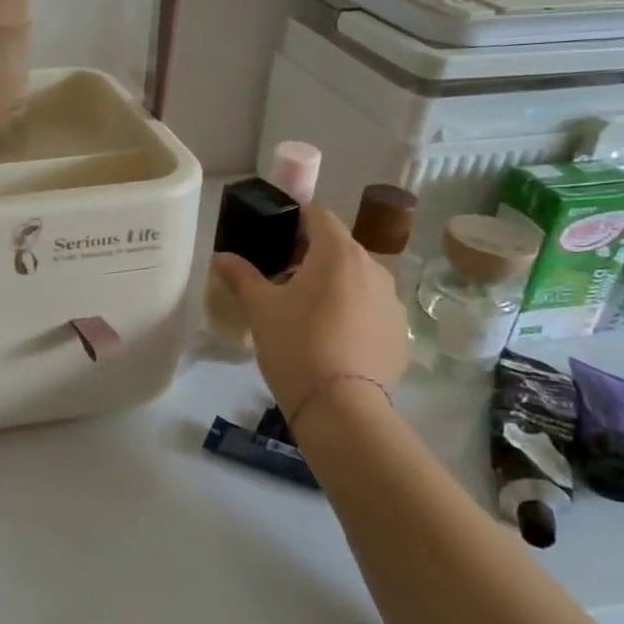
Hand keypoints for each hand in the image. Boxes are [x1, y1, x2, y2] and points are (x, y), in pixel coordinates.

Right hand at [211, 205, 408, 411]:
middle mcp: (373, 268)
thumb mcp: (260, 309)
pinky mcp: (401, 333)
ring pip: (357, 279)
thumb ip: (241, 276)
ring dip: (333, 285)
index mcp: (338, 253)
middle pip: (339, 247)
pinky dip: (352, 313)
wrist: (343, 408)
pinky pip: (371, 309)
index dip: (294, 220)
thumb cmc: (296, 345)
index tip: (273, 239)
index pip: (318, 215)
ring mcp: (392, 302)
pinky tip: (331, 340)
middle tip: (281, 279)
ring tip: (306, 312)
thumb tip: (222, 256)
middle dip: (311, 256)